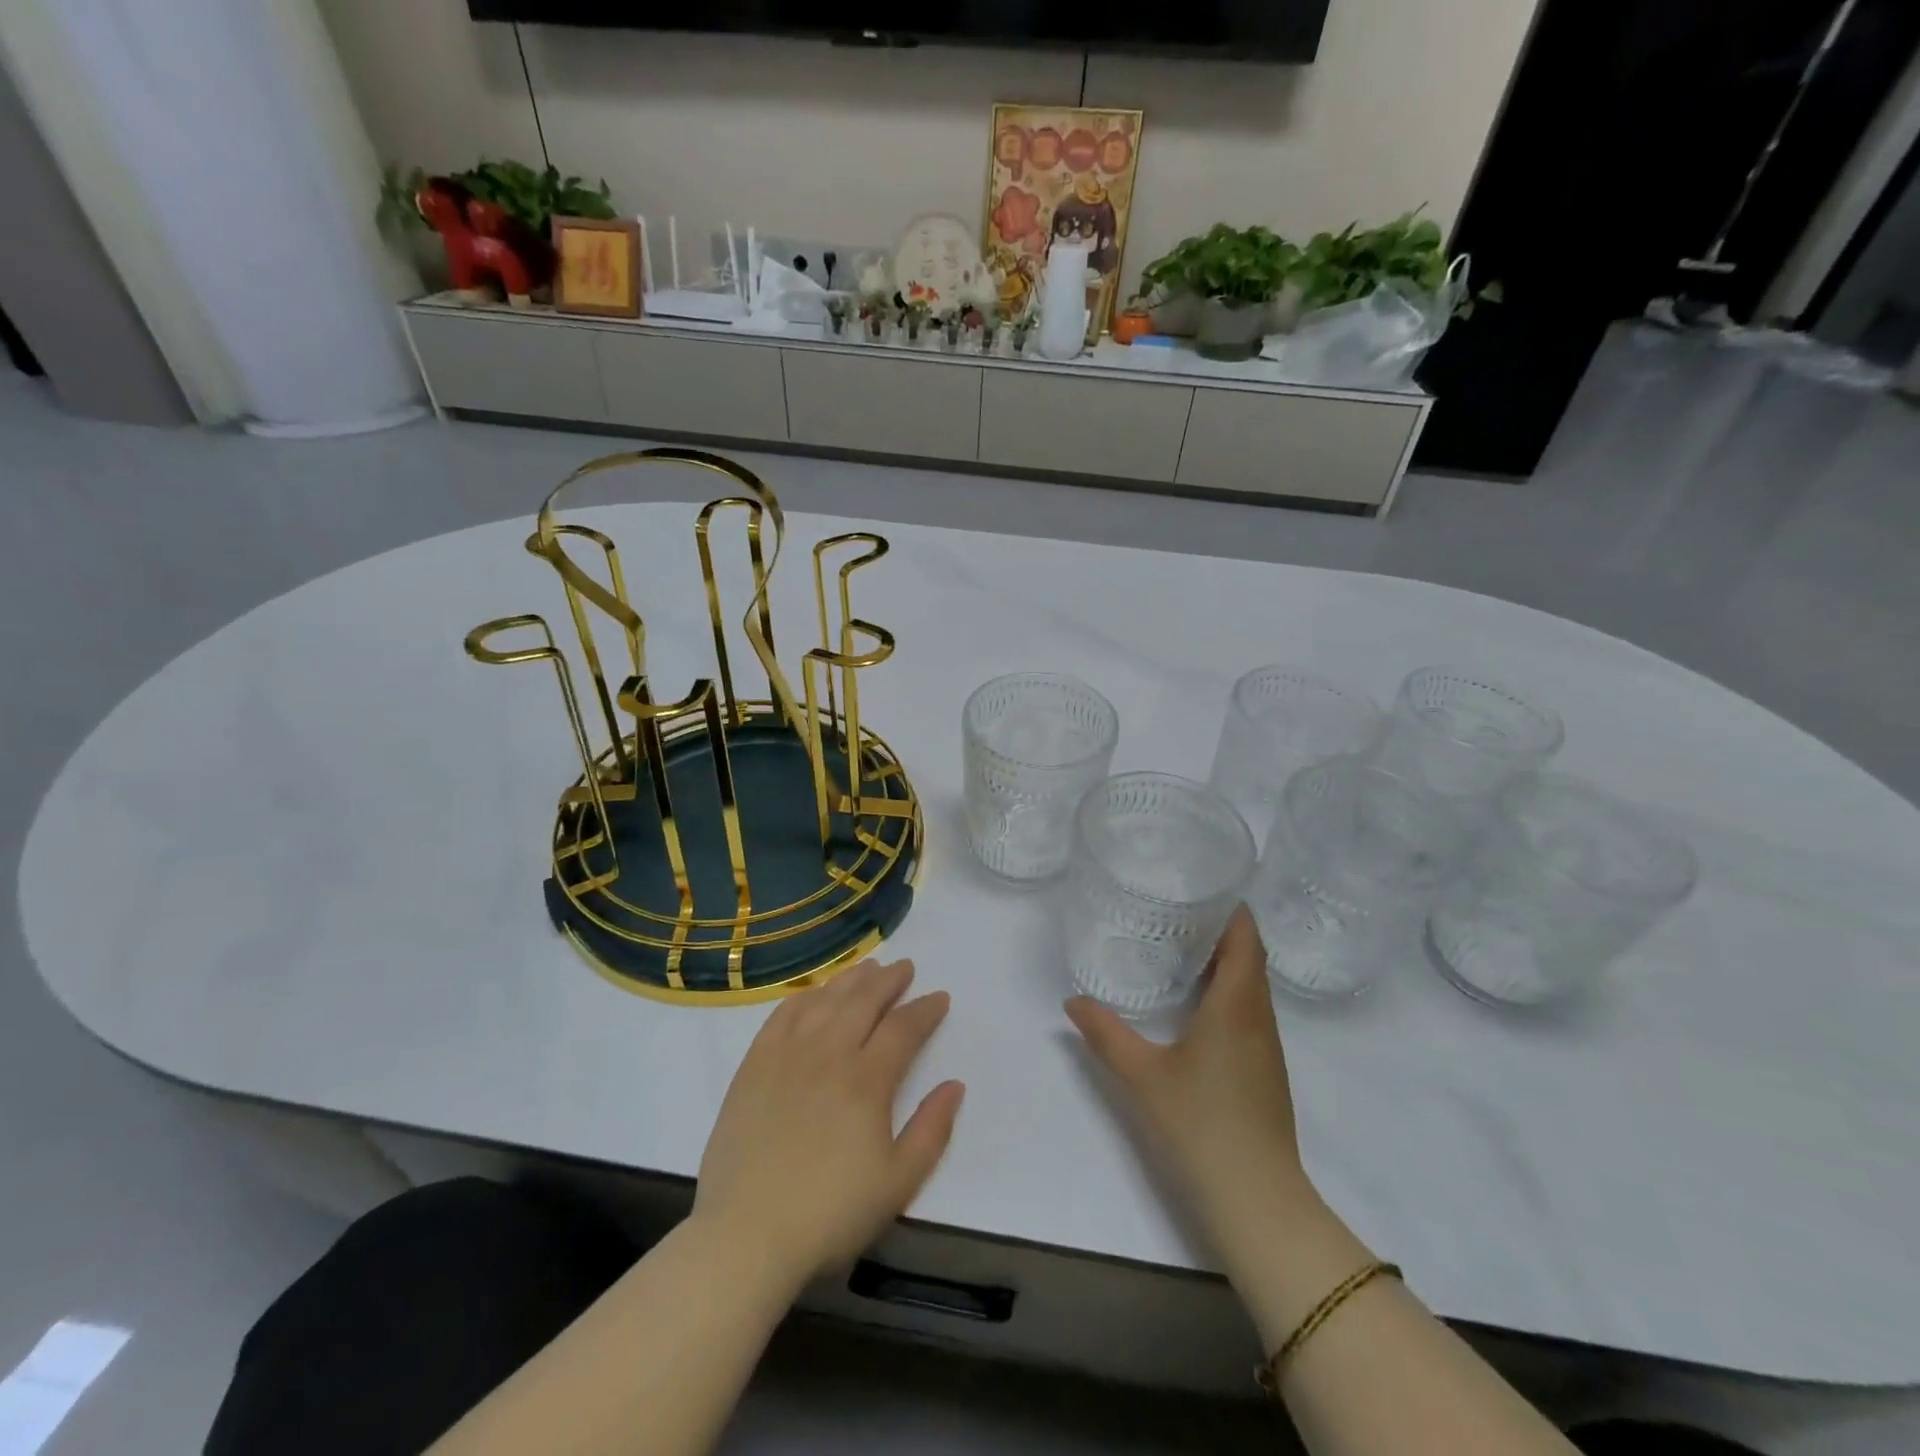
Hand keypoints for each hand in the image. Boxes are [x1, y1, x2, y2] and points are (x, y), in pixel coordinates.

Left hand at [694, 960, 964, 1287]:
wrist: (745, 1235)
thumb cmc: (830, 1215)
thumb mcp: (898, 1183)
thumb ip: (931, 1130)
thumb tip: (955, 1085)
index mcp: (867, 1080)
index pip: (903, 1028)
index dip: (925, 1010)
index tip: (939, 997)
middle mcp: (828, 1054)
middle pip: (863, 1001)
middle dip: (889, 980)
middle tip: (904, 967)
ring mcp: (787, 1056)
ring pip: (824, 1001)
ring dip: (850, 980)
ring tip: (867, 968)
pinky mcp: (753, 1067)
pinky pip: (782, 1016)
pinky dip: (803, 997)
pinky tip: (813, 994)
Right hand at [1065, 907, 1320, 1282]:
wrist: (1257, 1199)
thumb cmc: (1201, 1125)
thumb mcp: (1142, 1075)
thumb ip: (1105, 1034)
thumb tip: (1072, 1001)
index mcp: (1236, 1004)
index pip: (1245, 936)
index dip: (1229, 906)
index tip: (1199, 883)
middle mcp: (1259, 1016)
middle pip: (1249, 955)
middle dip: (1219, 927)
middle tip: (1174, 907)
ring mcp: (1266, 1045)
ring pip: (1251, 984)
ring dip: (1225, 959)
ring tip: (1179, 943)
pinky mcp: (1264, 1069)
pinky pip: (1249, 1009)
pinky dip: (1227, 989)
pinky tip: (1194, 1001)